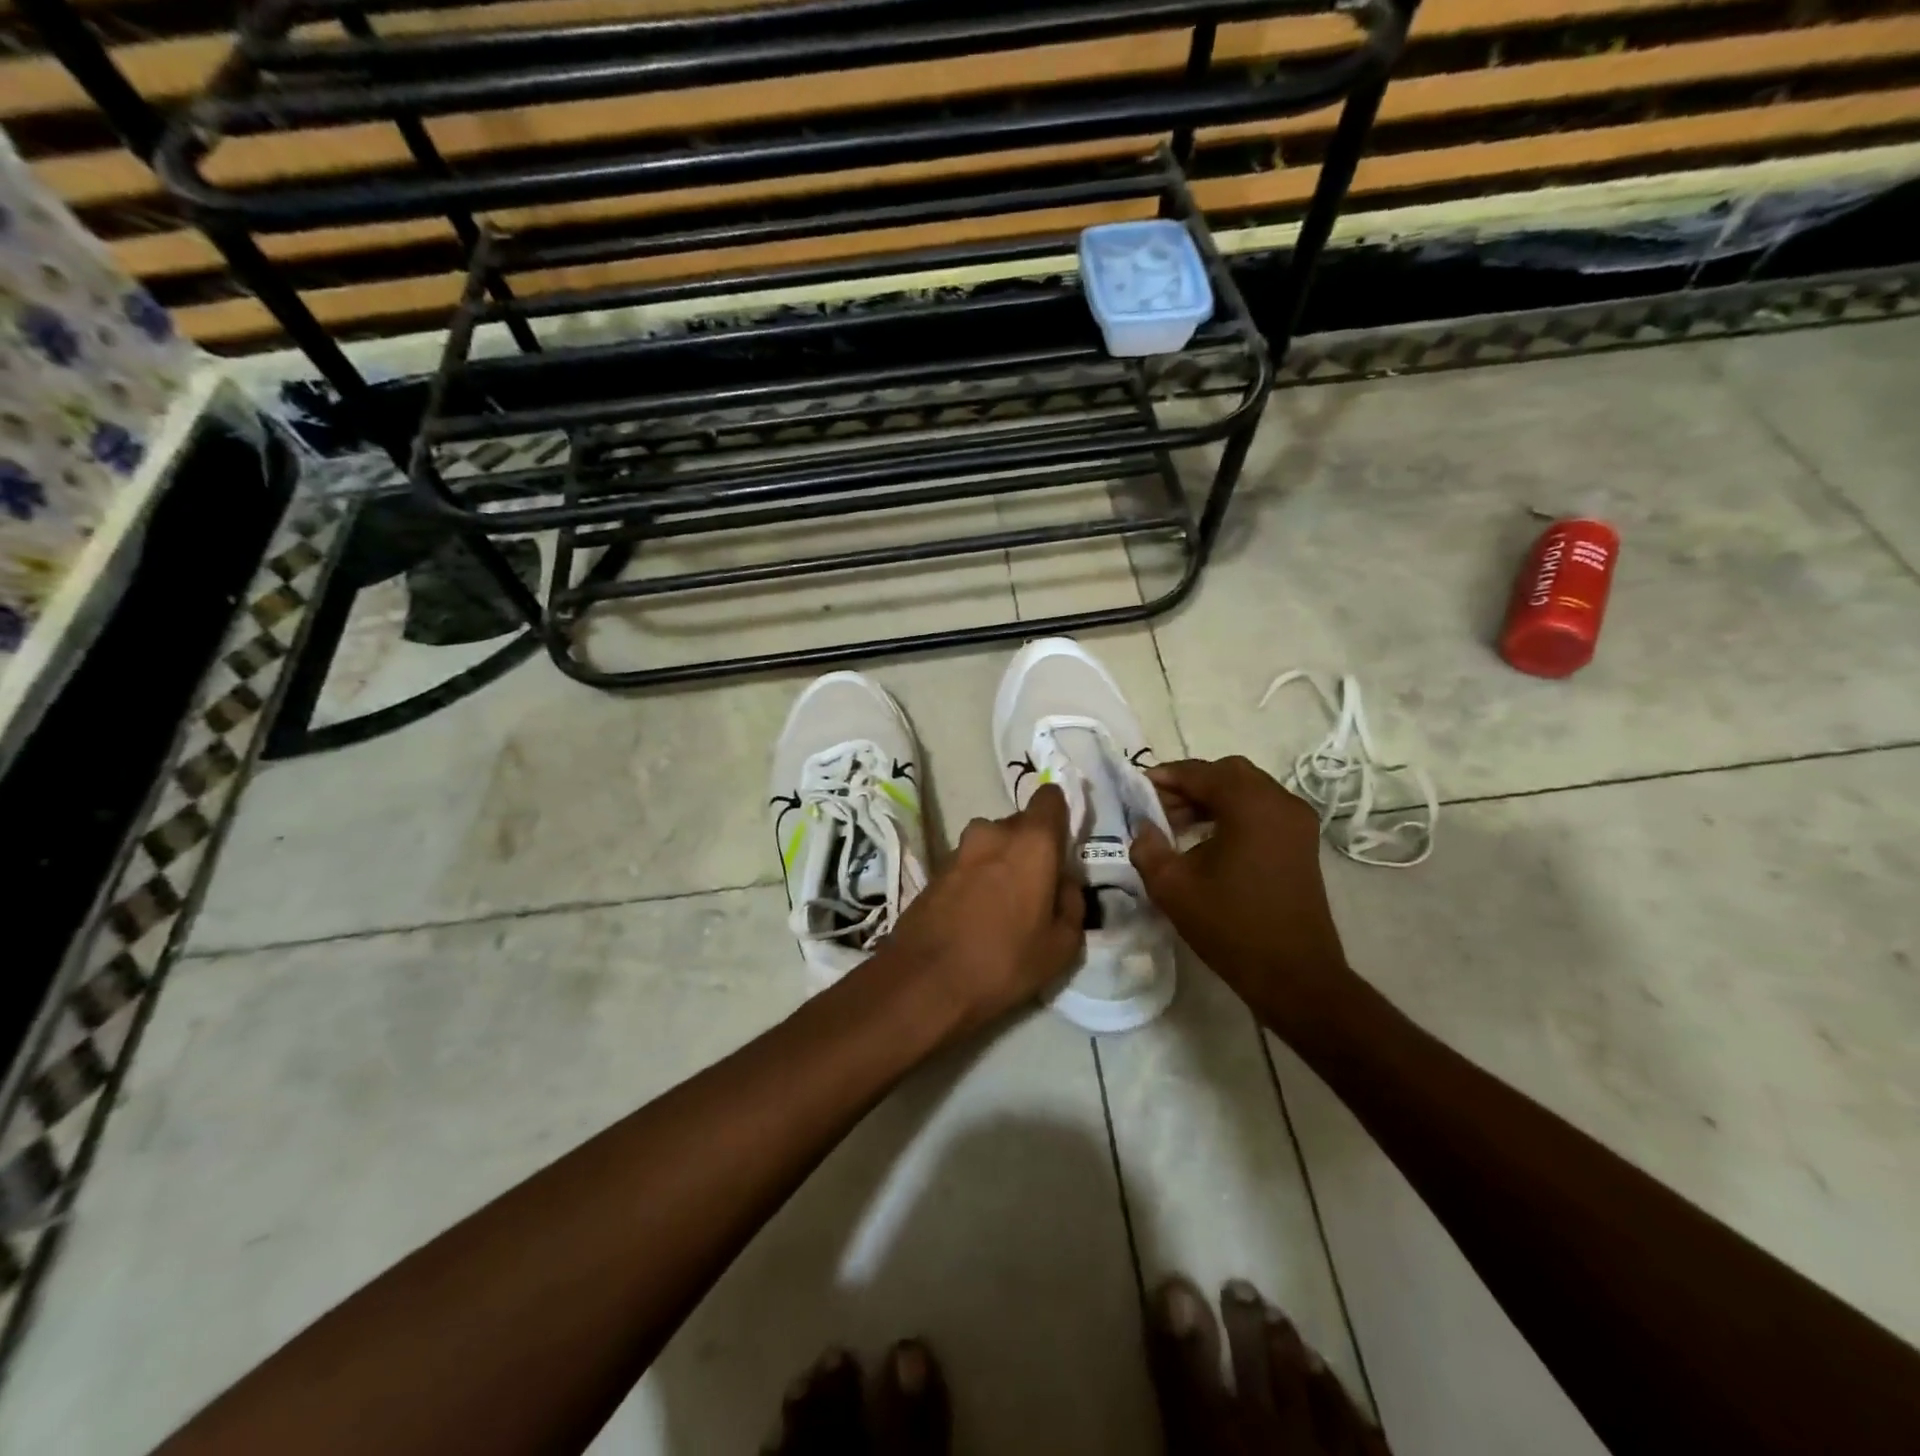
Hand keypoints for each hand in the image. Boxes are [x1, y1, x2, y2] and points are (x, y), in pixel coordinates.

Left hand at [877, 783, 1083, 1033]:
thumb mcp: (1062, 945)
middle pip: (1020, 825)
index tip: (1064, 843)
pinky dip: (977, 879)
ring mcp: (959, 850)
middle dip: (1031, 847)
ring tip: (1006, 907)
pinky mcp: (935, 870)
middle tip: (1038, 887)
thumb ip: (1072, 902)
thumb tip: (1064, 882)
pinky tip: (978, 916)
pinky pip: (969, 865)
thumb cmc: (1005, 961)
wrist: (925, 982)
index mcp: (1031, 841)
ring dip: (1001, 864)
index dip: (1060, 814)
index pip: (1050, 798)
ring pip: (992, 845)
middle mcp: (992, 832)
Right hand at [1128, 756, 1351, 1026]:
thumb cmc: (1230, 927)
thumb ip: (1147, 847)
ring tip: (1178, 826)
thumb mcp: (1172, 887)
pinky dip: (1232, 812)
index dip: (1164, 777)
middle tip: (1158, 809)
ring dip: (1211, 798)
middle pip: (1227, 773)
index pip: (1199, 773)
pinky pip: (1262, 808)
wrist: (1294, 975)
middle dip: (1189, 785)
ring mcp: (1297, 821)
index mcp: (1250, 805)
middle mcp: (1279, 802)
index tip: (1136, 790)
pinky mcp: (1302, 841)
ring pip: (1246, 789)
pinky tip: (1208, 840)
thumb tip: (1142, 826)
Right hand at [1149, 1278, 1390, 1455]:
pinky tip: (1330, 1375)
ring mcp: (1330, 1455)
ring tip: (1282, 1322)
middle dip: (1246, 1320)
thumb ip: (1180, 1409)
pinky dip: (1341, 1395)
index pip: (1189, 1367)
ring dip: (1292, 1347)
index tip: (1176, 1283)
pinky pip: (1360, 1426)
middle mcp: (1271, 1436)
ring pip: (1308, 1382)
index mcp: (1219, 1444)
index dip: (1178, 1321)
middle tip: (1240, 1288)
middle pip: (1256, 1359)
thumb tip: (1164, 1359)